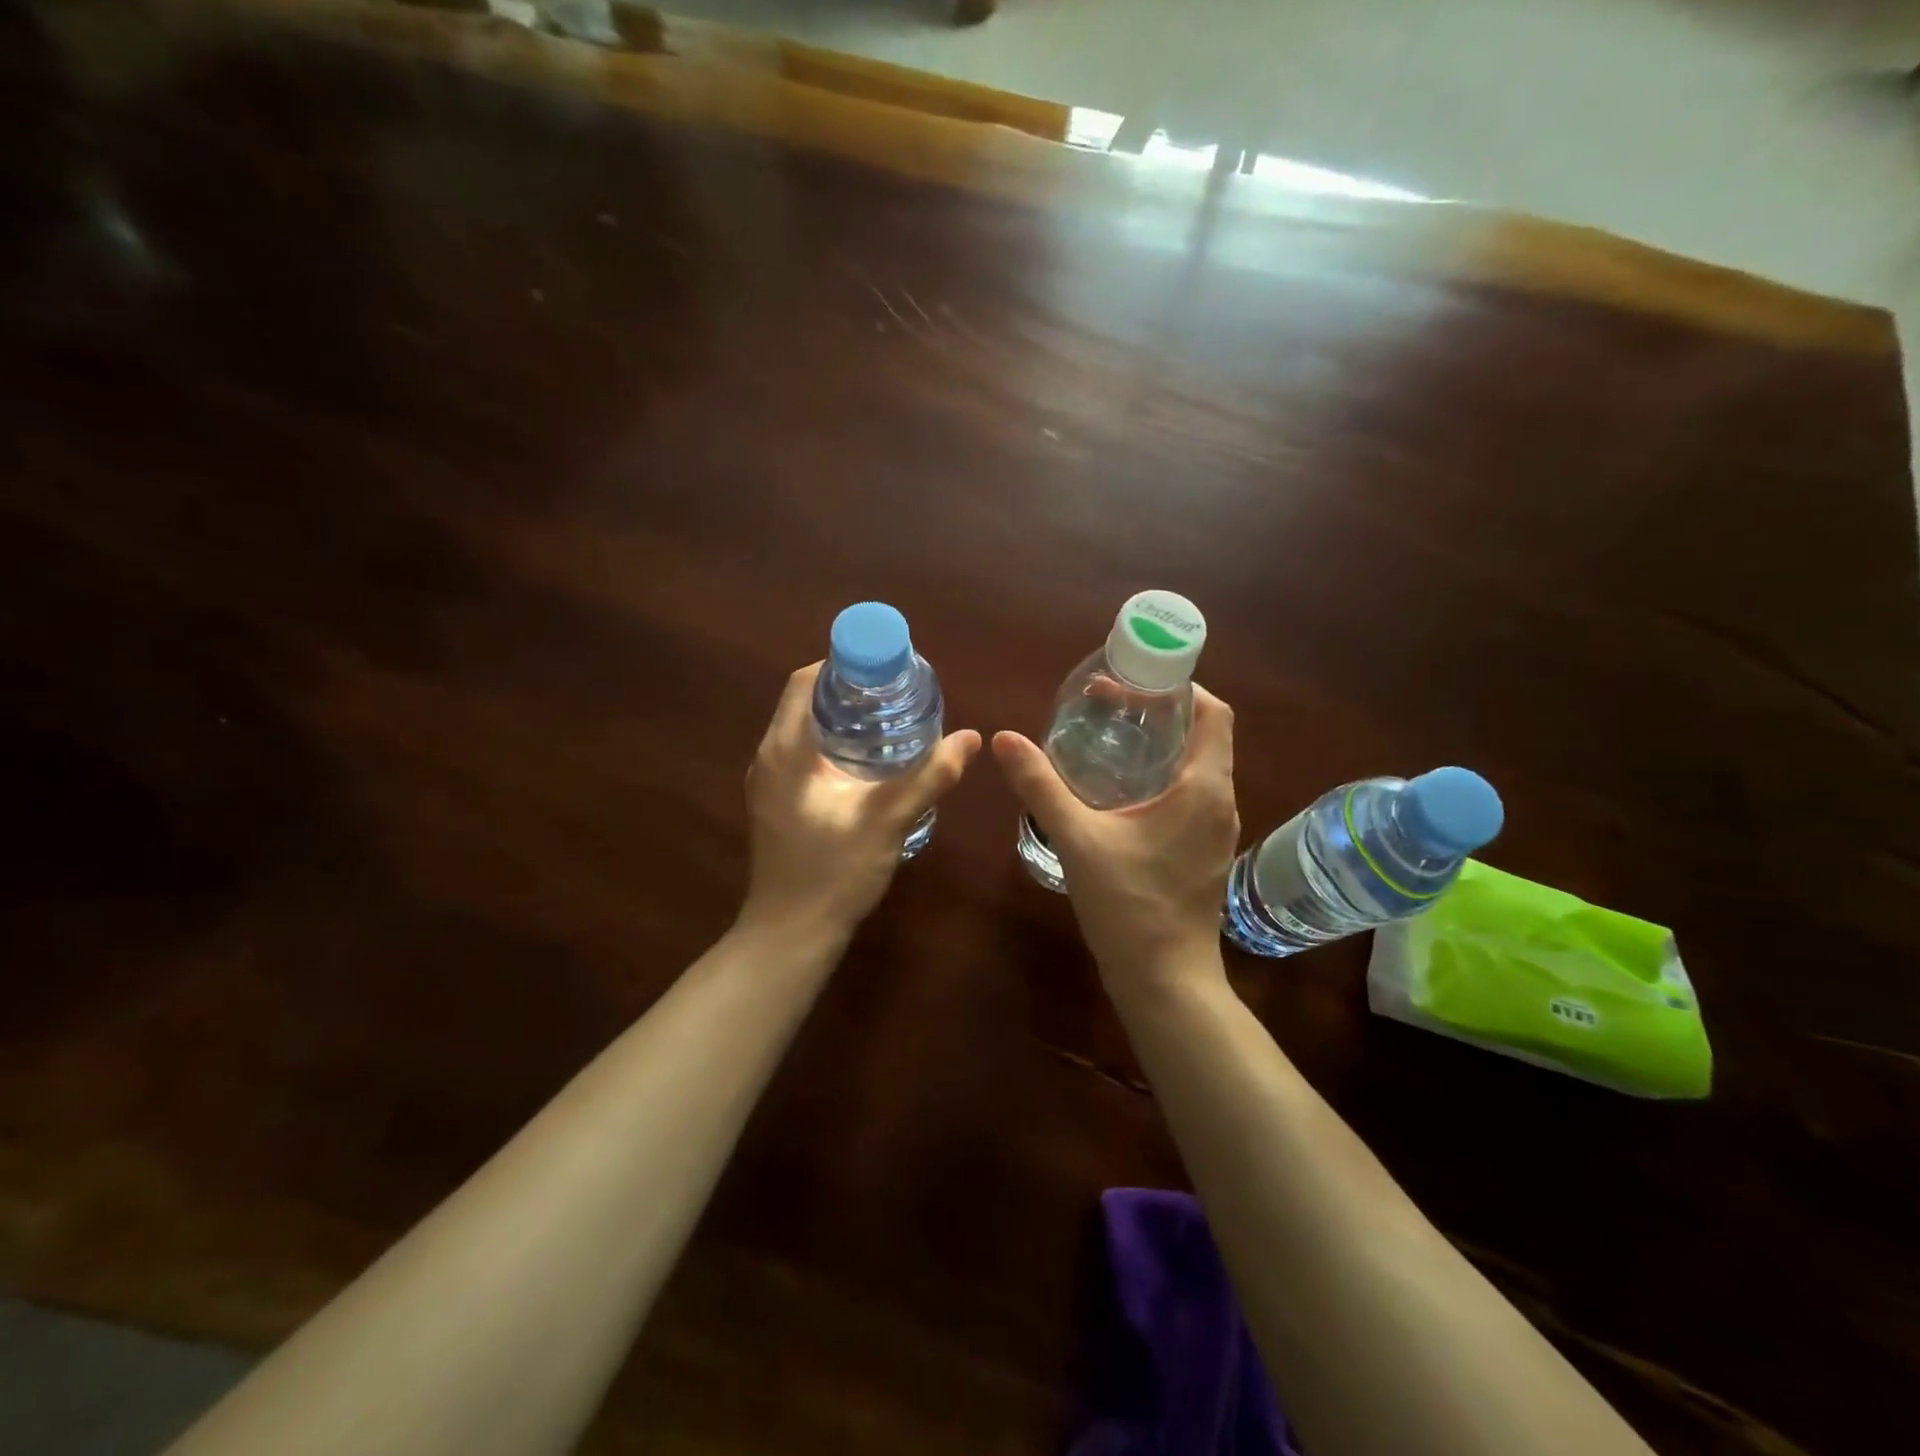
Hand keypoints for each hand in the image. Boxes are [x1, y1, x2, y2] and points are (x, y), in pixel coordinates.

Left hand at [741, 663, 980, 937]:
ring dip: (844, 718)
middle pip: (806, 702)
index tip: (887, 668)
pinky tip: (871, 762)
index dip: (844, 664)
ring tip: (892, 720)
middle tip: (900, 693)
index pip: (806, 682)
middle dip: (851, 690)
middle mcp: (769, 758)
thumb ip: (929, 778)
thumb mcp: (887, 821)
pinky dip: (835, 744)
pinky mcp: (777, 803)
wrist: (790, 935)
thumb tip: (970, 738)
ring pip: (805, 729)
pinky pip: (805, 754)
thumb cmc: (832, 874)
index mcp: (785, 751)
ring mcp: (770, 782)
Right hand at [993, 686, 1238, 994]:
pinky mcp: (1205, 852)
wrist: (1164, 981)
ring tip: (1110, 739)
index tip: (1136, 682)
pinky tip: (1120, 791)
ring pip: (1197, 767)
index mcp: (1204, 788)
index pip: (1214, 713)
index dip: (1181, 687)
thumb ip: (1041, 786)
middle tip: (1109, 706)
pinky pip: (1191, 796)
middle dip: (1161, 713)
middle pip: (1204, 735)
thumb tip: (1004, 738)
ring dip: (1161, 746)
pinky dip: (1162, 778)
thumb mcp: (1078, 840)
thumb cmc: (1129, 906)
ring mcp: (1216, 830)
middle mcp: (1221, 801)